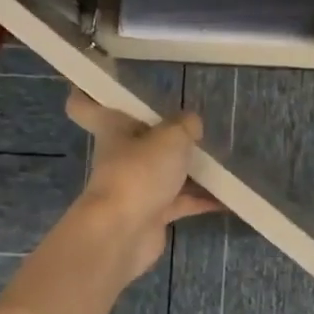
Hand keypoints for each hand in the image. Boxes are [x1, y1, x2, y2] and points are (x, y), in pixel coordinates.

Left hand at [67, 91, 221, 281]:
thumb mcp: (171, 137)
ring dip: (190, 169)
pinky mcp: (152, 214)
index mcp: (114, 129)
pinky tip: (229, 197)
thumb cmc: (139, 173)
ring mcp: (136, 186)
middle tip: (195, 127)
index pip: (85, 105)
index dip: (89, 92)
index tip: (103, 80)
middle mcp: (122, 155)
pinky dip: (202, 199)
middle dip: (165, 135)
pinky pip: (181, 201)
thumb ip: (186, 125)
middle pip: (139, 139)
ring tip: (222, 161)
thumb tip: (191, 124)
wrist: (122, 233)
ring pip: (165, 171)